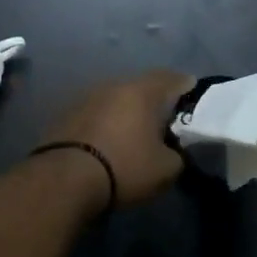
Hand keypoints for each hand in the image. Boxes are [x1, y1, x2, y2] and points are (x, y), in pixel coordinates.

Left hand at [39, 69, 194, 208]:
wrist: (64, 179)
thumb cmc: (124, 168)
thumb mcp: (166, 170)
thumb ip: (177, 154)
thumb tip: (172, 151)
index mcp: (142, 91)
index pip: (172, 78)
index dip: (186, 86)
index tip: (193, 96)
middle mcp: (113, 85)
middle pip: (141, 86)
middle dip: (154, 100)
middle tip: (164, 119)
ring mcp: (85, 97)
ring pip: (115, 98)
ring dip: (126, 111)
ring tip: (134, 131)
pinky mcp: (65, 114)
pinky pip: (95, 113)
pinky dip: (105, 122)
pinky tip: (107, 140)